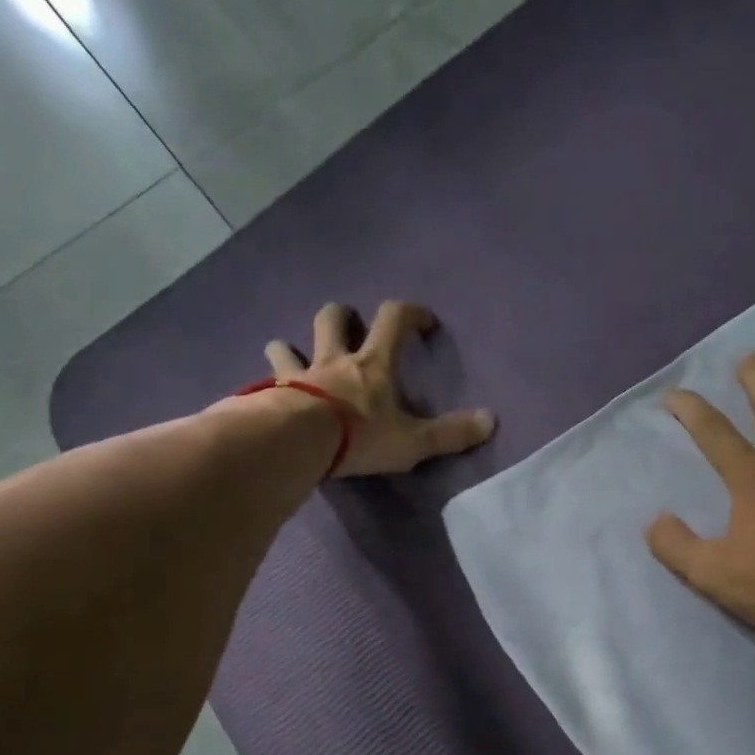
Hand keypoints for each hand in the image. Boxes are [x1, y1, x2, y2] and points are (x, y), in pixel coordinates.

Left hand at [266, 301, 495, 476]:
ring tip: (295, 359)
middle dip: (343, 317)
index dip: (411, 313)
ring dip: (291, 348)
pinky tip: (267, 396)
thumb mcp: (413, 441)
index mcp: (373, 365)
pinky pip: (263, 381)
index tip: (424, 322)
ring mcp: (297, 375)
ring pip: (287, 345)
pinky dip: (266, 384)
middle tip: (351, 330)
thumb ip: (450, 434)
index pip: (394, 319)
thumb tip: (491, 421)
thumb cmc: (360, 437)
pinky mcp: (268, 394)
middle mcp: (333, 360)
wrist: (296, 442)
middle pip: (333, 318)